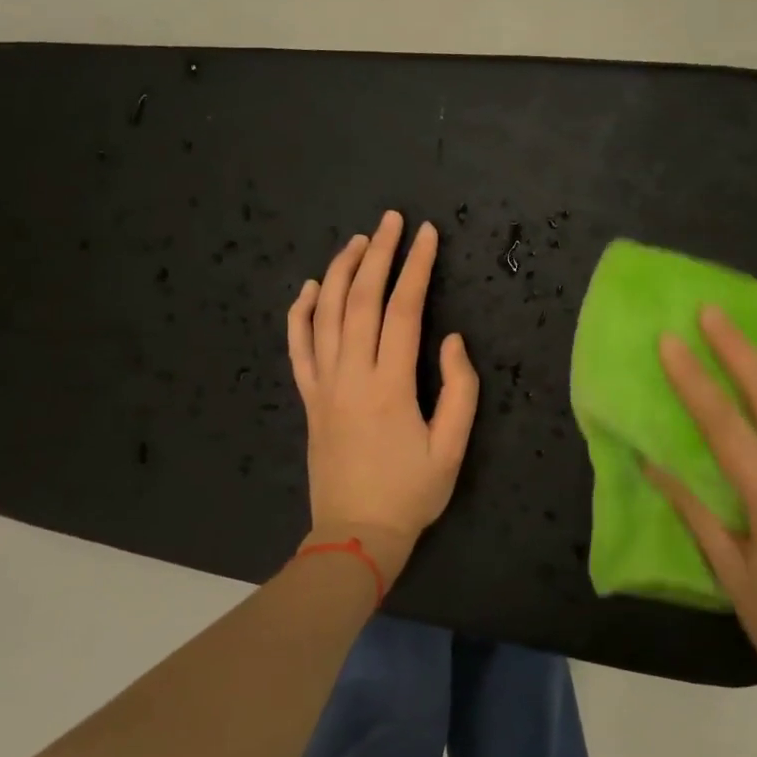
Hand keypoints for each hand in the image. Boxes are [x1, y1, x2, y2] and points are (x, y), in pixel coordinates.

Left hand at [287, 211, 478, 581]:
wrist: (355, 535)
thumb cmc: (411, 494)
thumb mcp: (452, 448)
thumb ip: (459, 390)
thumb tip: (451, 340)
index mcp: (390, 385)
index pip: (402, 310)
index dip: (415, 268)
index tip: (425, 235)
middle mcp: (351, 375)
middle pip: (360, 300)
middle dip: (377, 254)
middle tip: (390, 220)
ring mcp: (323, 385)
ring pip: (324, 315)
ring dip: (339, 272)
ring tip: (356, 241)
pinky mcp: (308, 399)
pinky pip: (298, 347)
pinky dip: (300, 313)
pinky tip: (308, 288)